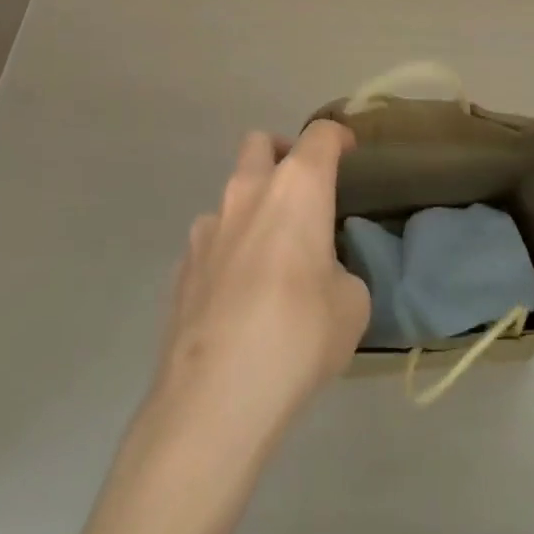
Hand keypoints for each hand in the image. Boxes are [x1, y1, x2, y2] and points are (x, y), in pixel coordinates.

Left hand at [151, 119, 369, 443]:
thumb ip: (341, 272)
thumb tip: (324, 275)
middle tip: (302, 191)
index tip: (348, 151)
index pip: (320, 136)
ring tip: (271, 257)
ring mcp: (207, 228)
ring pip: (231, 194)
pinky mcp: (181, 267)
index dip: (337, 137)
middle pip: (260, 143)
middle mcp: (248, 192)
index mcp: (297, 187)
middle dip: (282, 154)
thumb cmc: (298, 334)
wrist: (215, 397)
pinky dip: (229, 251)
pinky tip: (240, 296)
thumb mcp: (351, 304)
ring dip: (253, 209)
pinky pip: (211, 241)